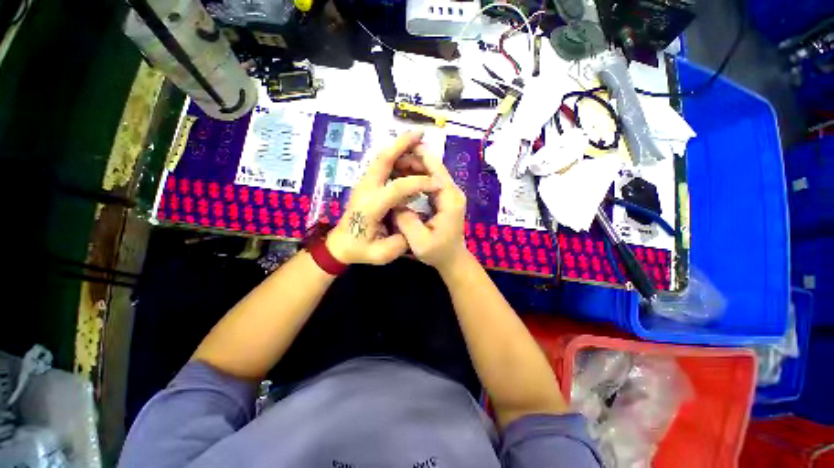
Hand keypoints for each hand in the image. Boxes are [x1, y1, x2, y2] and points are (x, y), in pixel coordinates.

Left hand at [326, 131, 439, 265]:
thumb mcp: (381, 254)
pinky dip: (396, 159)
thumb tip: (415, 221)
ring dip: (400, 150)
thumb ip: (401, 241)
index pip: (397, 187)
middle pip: (382, 159)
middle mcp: (365, 189)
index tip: (437, 184)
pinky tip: (410, 162)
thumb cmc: (360, 249)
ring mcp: (364, 184)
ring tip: (420, 148)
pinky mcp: (366, 185)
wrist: (340, 245)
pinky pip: (382, 166)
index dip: (419, 183)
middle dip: (402, 144)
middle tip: (420, 134)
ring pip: (381, 159)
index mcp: (370, 206)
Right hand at [393, 144, 470, 273]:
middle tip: (390, 158)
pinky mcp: (444, 197)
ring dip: (414, 166)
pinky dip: (416, 176)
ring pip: (432, 171)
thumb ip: (407, 221)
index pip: (436, 169)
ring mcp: (449, 194)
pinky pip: (430, 181)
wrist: (452, 259)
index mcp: (450, 199)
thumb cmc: (438, 252)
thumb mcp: (420, 242)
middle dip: (413, 159)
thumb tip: (395, 202)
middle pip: (434, 167)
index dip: (419, 156)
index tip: (399, 148)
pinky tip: (402, 177)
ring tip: (393, 165)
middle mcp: (453, 192)